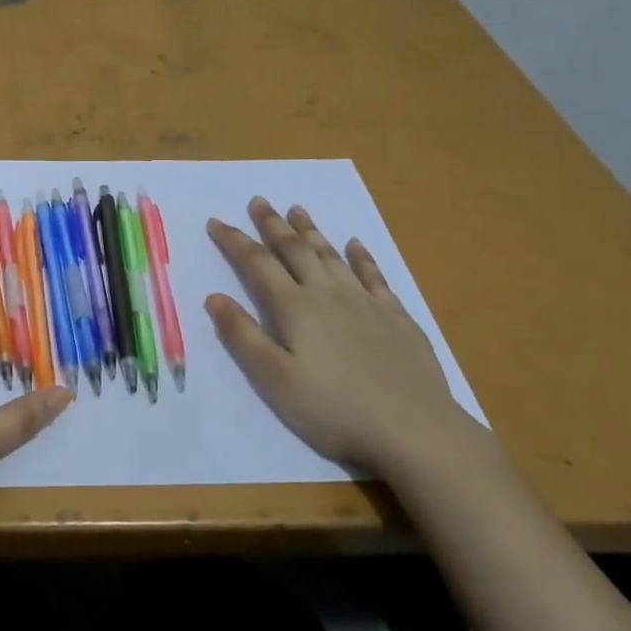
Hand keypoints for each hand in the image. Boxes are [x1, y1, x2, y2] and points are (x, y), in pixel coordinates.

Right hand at [205, 197, 463, 472]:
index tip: (216, 221)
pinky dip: (362, 256)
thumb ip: (243, 336)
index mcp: (294, 308)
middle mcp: (326, 293)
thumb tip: (214, 297)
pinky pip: (374, 275)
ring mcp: (364, 301)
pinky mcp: (396, 316)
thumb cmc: (335, 409)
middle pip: (294, 249)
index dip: (234, 241)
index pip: (257, 263)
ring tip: (297, 210)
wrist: (415, 430)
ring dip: (311, 231)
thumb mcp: (275, 380)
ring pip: (331, 254)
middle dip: (273, 224)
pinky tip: (356, 244)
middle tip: (259, 201)